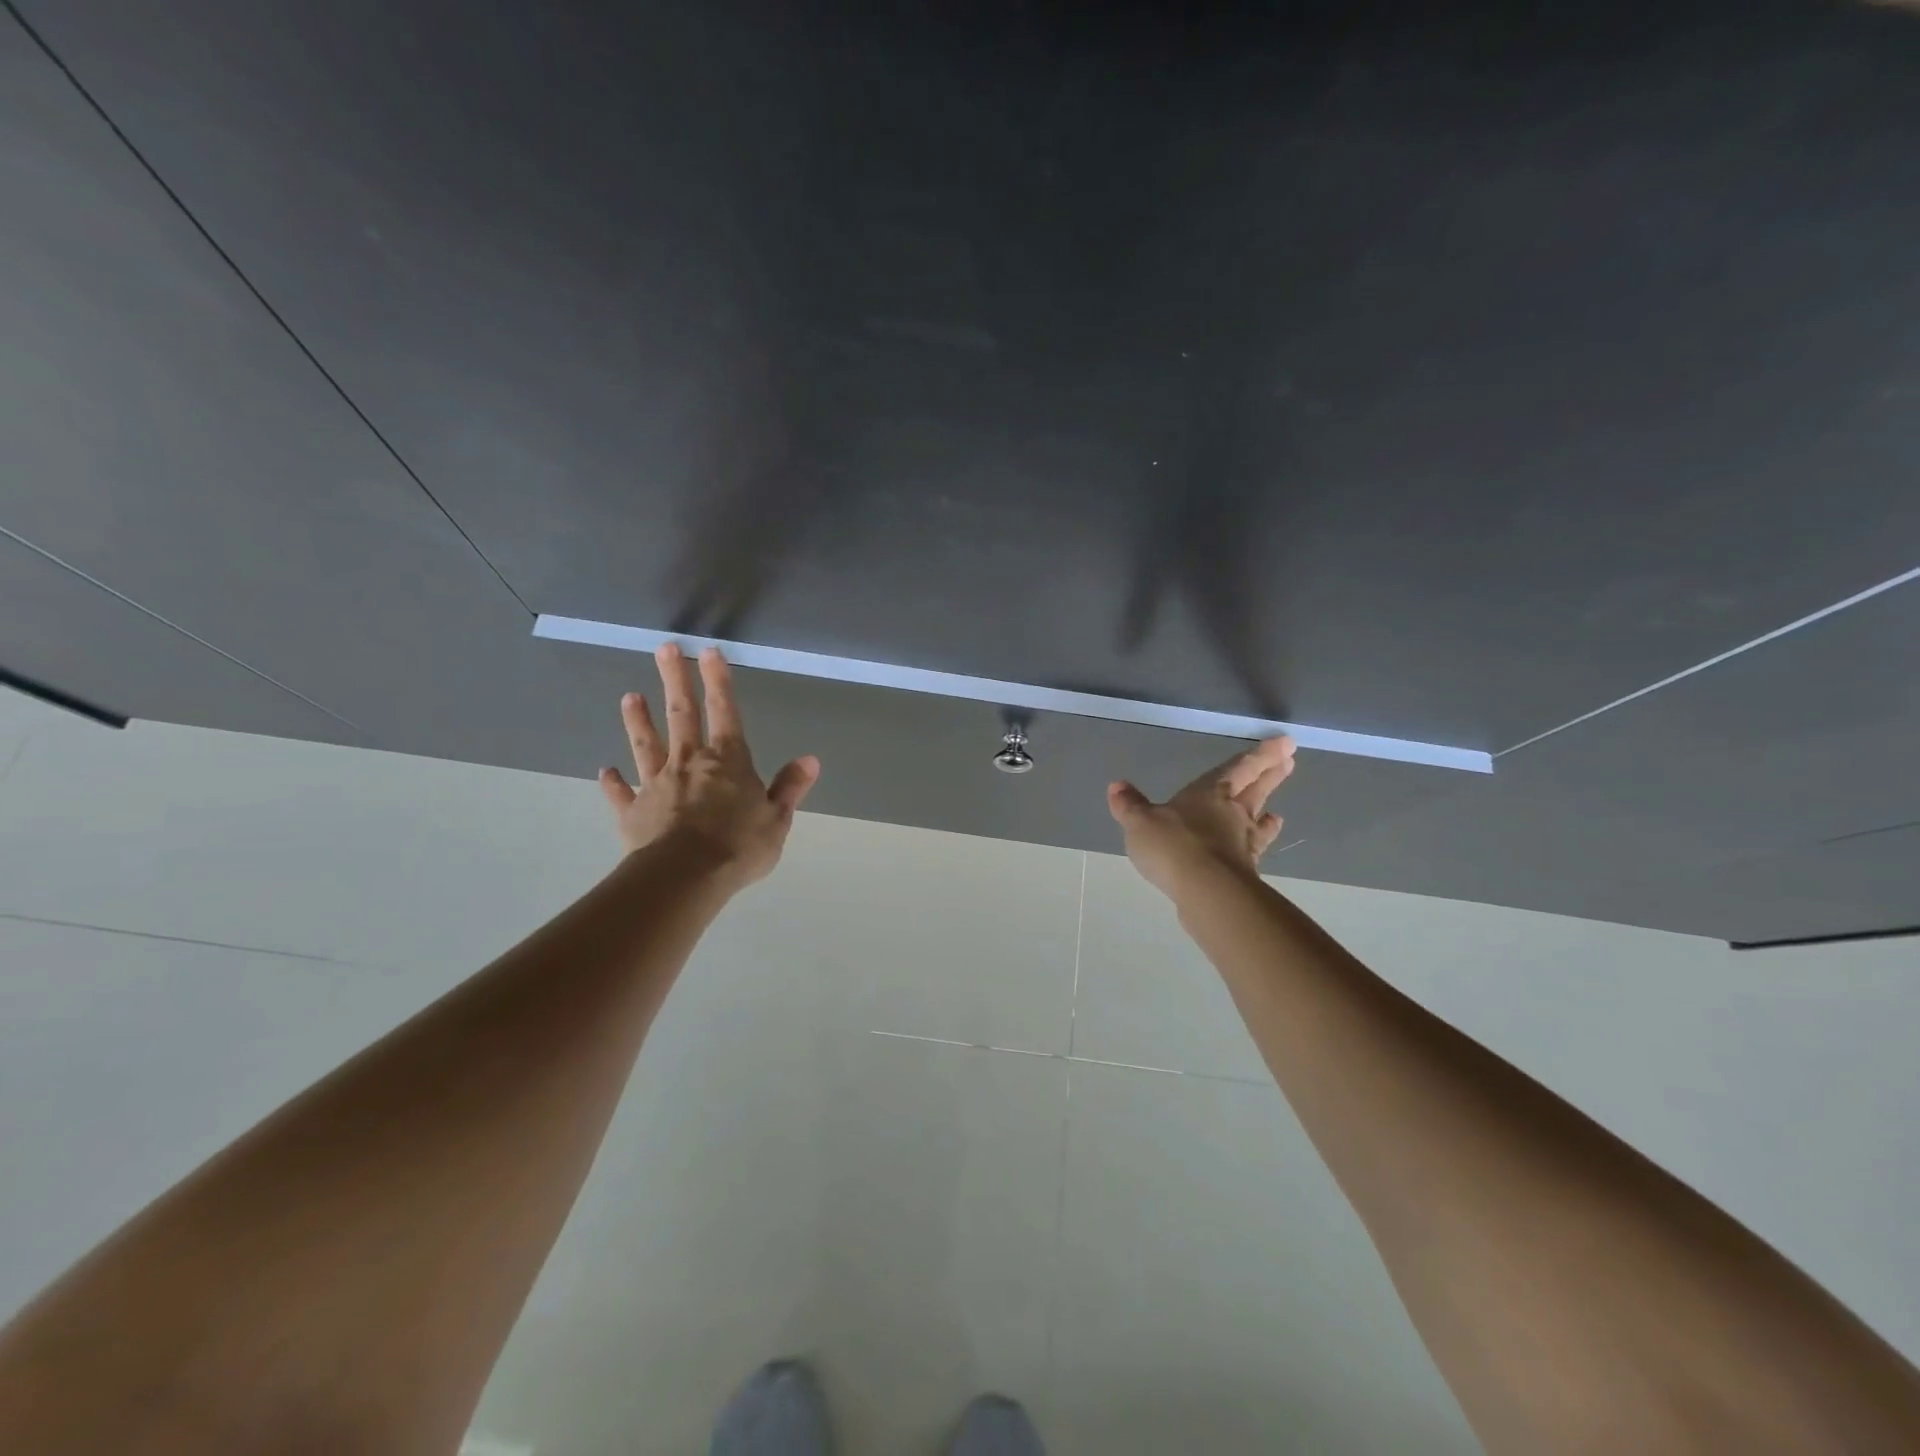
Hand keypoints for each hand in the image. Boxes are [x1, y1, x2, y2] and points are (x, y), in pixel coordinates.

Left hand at [598, 644, 819, 887]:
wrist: (685, 876)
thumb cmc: (739, 846)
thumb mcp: (777, 818)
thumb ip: (789, 787)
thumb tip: (810, 760)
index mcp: (728, 761)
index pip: (725, 711)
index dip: (718, 680)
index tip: (708, 651)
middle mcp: (689, 762)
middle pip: (681, 714)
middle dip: (675, 680)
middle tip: (664, 649)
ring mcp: (657, 784)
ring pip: (646, 745)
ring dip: (638, 720)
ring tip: (630, 696)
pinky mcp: (633, 811)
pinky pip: (621, 793)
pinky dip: (613, 782)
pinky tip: (604, 771)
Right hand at [1107, 736, 1295, 898]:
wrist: (1205, 890)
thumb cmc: (1172, 844)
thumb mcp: (1140, 822)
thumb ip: (1130, 805)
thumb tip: (1116, 786)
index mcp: (1210, 793)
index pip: (1240, 768)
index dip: (1262, 755)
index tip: (1286, 743)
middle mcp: (1232, 814)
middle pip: (1256, 790)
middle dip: (1272, 775)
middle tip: (1290, 762)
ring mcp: (1242, 843)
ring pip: (1258, 822)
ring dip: (1267, 815)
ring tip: (1277, 814)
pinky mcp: (1244, 871)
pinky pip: (1252, 853)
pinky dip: (1255, 848)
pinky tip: (1254, 852)